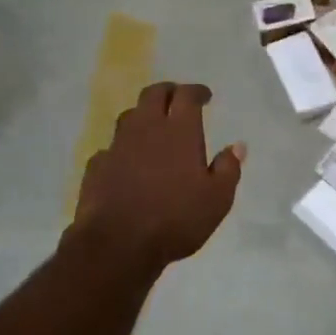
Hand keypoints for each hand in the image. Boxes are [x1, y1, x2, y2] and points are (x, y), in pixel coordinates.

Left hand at [70, 81, 244, 268]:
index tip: (205, 96)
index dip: (196, 91)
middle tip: (177, 99)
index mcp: (179, 132)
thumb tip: (237, 146)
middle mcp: (146, 129)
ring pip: (130, 116)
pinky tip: (127, 161)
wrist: (118, 242)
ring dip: (144, 115)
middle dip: (168, 91)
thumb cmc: (176, 219)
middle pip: (153, 94)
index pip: (186, 96)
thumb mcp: (217, 199)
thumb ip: (228, 169)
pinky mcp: (97, 166)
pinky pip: (112, 147)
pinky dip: (123, 148)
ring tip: (153, 126)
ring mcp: (117, 146)